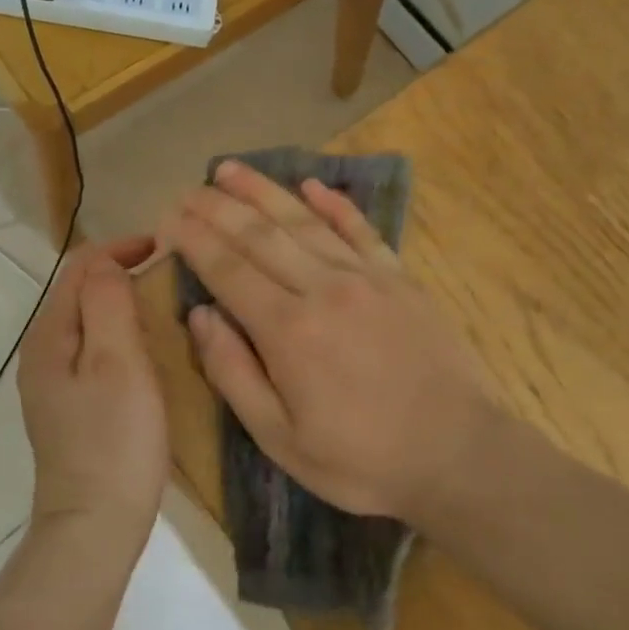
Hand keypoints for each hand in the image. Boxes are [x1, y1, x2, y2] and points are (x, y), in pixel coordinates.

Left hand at [16, 236, 169, 547]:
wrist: (94, 526)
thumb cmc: (114, 441)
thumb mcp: (118, 363)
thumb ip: (108, 303)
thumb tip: (107, 264)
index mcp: (49, 336)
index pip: (79, 268)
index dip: (119, 248)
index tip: (163, 247)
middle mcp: (42, 353)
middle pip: (79, 292)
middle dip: (119, 272)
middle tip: (168, 273)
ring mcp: (52, 383)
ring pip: (87, 322)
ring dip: (120, 303)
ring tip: (162, 304)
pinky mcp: (69, 407)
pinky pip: (92, 350)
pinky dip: (118, 335)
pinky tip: (145, 350)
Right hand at [165, 162, 509, 525]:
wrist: (459, 455)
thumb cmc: (361, 459)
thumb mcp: (280, 438)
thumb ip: (233, 373)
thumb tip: (200, 315)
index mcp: (288, 329)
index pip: (228, 269)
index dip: (195, 240)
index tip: (169, 218)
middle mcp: (323, 287)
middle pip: (260, 234)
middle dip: (218, 207)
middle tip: (188, 189)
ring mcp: (366, 277)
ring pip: (304, 221)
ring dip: (263, 191)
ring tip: (231, 169)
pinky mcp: (400, 278)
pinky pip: (361, 230)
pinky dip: (334, 204)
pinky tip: (312, 185)